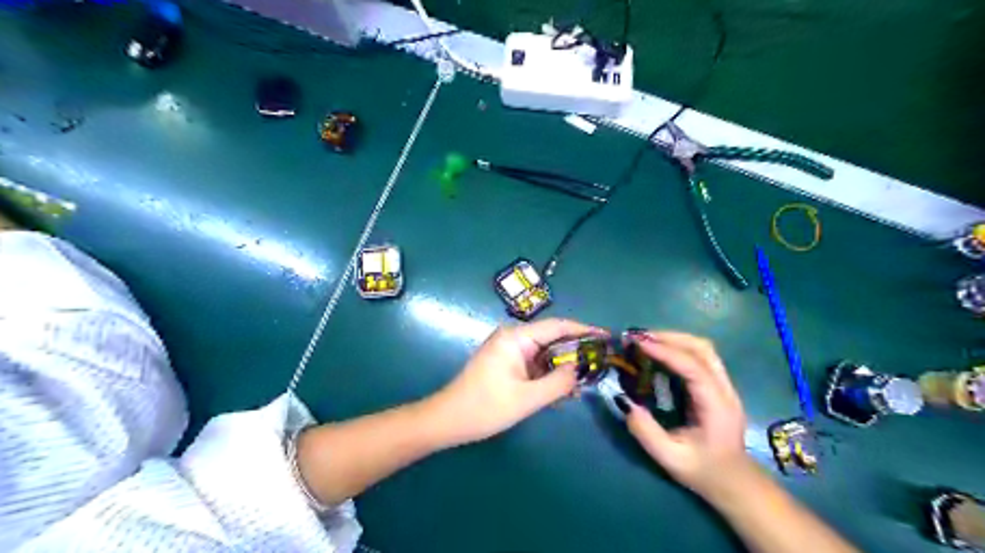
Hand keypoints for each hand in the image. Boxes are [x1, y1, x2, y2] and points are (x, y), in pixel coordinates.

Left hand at [428, 318, 603, 446]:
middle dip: (576, 351)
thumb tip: (581, 370)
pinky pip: (535, 364)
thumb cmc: (485, 407)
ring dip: (563, 367)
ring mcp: (509, 351)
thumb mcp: (527, 398)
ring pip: (545, 353)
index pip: (557, 326)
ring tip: (587, 380)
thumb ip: (558, 383)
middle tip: (601, 364)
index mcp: (516, 337)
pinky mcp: (506, 364)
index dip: (584, 330)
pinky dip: (549, 375)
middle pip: (552, 338)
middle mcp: (513, 338)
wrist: (447, 421)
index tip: (607, 337)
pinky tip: (564, 390)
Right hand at [618, 330, 750, 498]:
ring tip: (645, 341)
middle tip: (638, 338)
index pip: (693, 367)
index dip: (665, 351)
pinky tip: (659, 353)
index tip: (638, 344)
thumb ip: (646, 432)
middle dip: (669, 337)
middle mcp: (725, 390)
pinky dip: (678, 348)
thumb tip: (625, 402)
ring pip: (703, 349)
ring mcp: (724, 385)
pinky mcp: (717, 385)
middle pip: (702, 348)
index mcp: (717, 406)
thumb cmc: (703, 471)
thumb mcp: (670, 459)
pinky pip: (700, 357)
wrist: (735, 482)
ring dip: (674, 339)